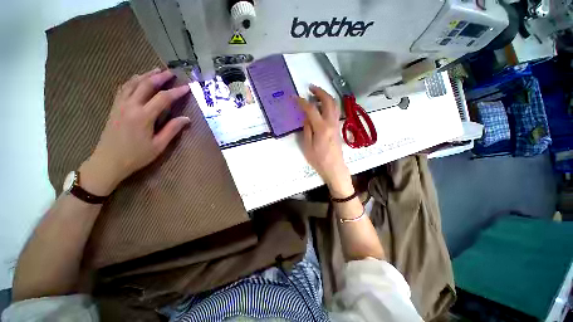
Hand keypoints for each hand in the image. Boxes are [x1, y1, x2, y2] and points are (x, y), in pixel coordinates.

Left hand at [79, 68, 190, 195]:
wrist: (107, 162)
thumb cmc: (136, 156)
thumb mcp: (158, 145)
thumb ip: (172, 129)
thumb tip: (186, 119)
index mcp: (143, 116)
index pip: (163, 98)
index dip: (176, 92)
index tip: (187, 87)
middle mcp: (130, 106)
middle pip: (146, 85)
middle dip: (159, 77)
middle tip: (171, 72)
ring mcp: (120, 105)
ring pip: (133, 83)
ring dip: (145, 75)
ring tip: (155, 71)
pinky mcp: (114, 107)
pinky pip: (123, 89)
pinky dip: (132, 81)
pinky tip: (137, 80)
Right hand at [297, 85, 353, 197]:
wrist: (334, 167)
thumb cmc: (319, 159)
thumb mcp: (307, 146)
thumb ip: (307, 129)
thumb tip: (306, 116)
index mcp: (322, 128)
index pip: (311, 109)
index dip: (302, 102)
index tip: (294, 97)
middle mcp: (331, 123)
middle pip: (328, 101)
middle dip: (319, 92)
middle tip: (310, 88)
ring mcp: (336, 124)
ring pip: (334, 105)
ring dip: (325, 96)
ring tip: (316, 94)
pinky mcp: (338, 127)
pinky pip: (335, 111)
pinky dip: (329, 104)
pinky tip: (322, 106)